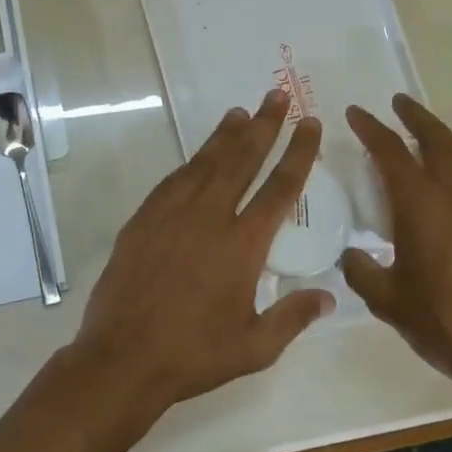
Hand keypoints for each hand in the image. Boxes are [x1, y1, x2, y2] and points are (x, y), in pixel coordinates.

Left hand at [69, 88, 334, 421]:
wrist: (123, 356)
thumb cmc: (193, 354)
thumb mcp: (254, 348)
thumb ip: (293, 317)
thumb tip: (328, 296)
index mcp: (243, 245)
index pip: (280, 188)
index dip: (298, 152)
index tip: (310, 124)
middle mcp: (209, 217)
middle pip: (242, 160)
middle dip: (263, 125)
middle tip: (276, 96)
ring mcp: (172, 214)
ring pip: (205, 162)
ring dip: (225, 135)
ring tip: (241, 113)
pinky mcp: (144, 218)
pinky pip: (174, 180)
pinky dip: (192, 162)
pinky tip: (199, 155)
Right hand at [342, 95, 451, 451]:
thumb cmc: (445, 322)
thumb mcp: (388, 301)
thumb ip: (363, 272)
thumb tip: (352, 255)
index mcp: (422, 204)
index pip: (391, 153)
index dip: (371, 129)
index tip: (356, 112)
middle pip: (437, 141)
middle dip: (416, 117)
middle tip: (399, 102)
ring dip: (443, 136)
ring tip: (426, 133)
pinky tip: (450, 182)